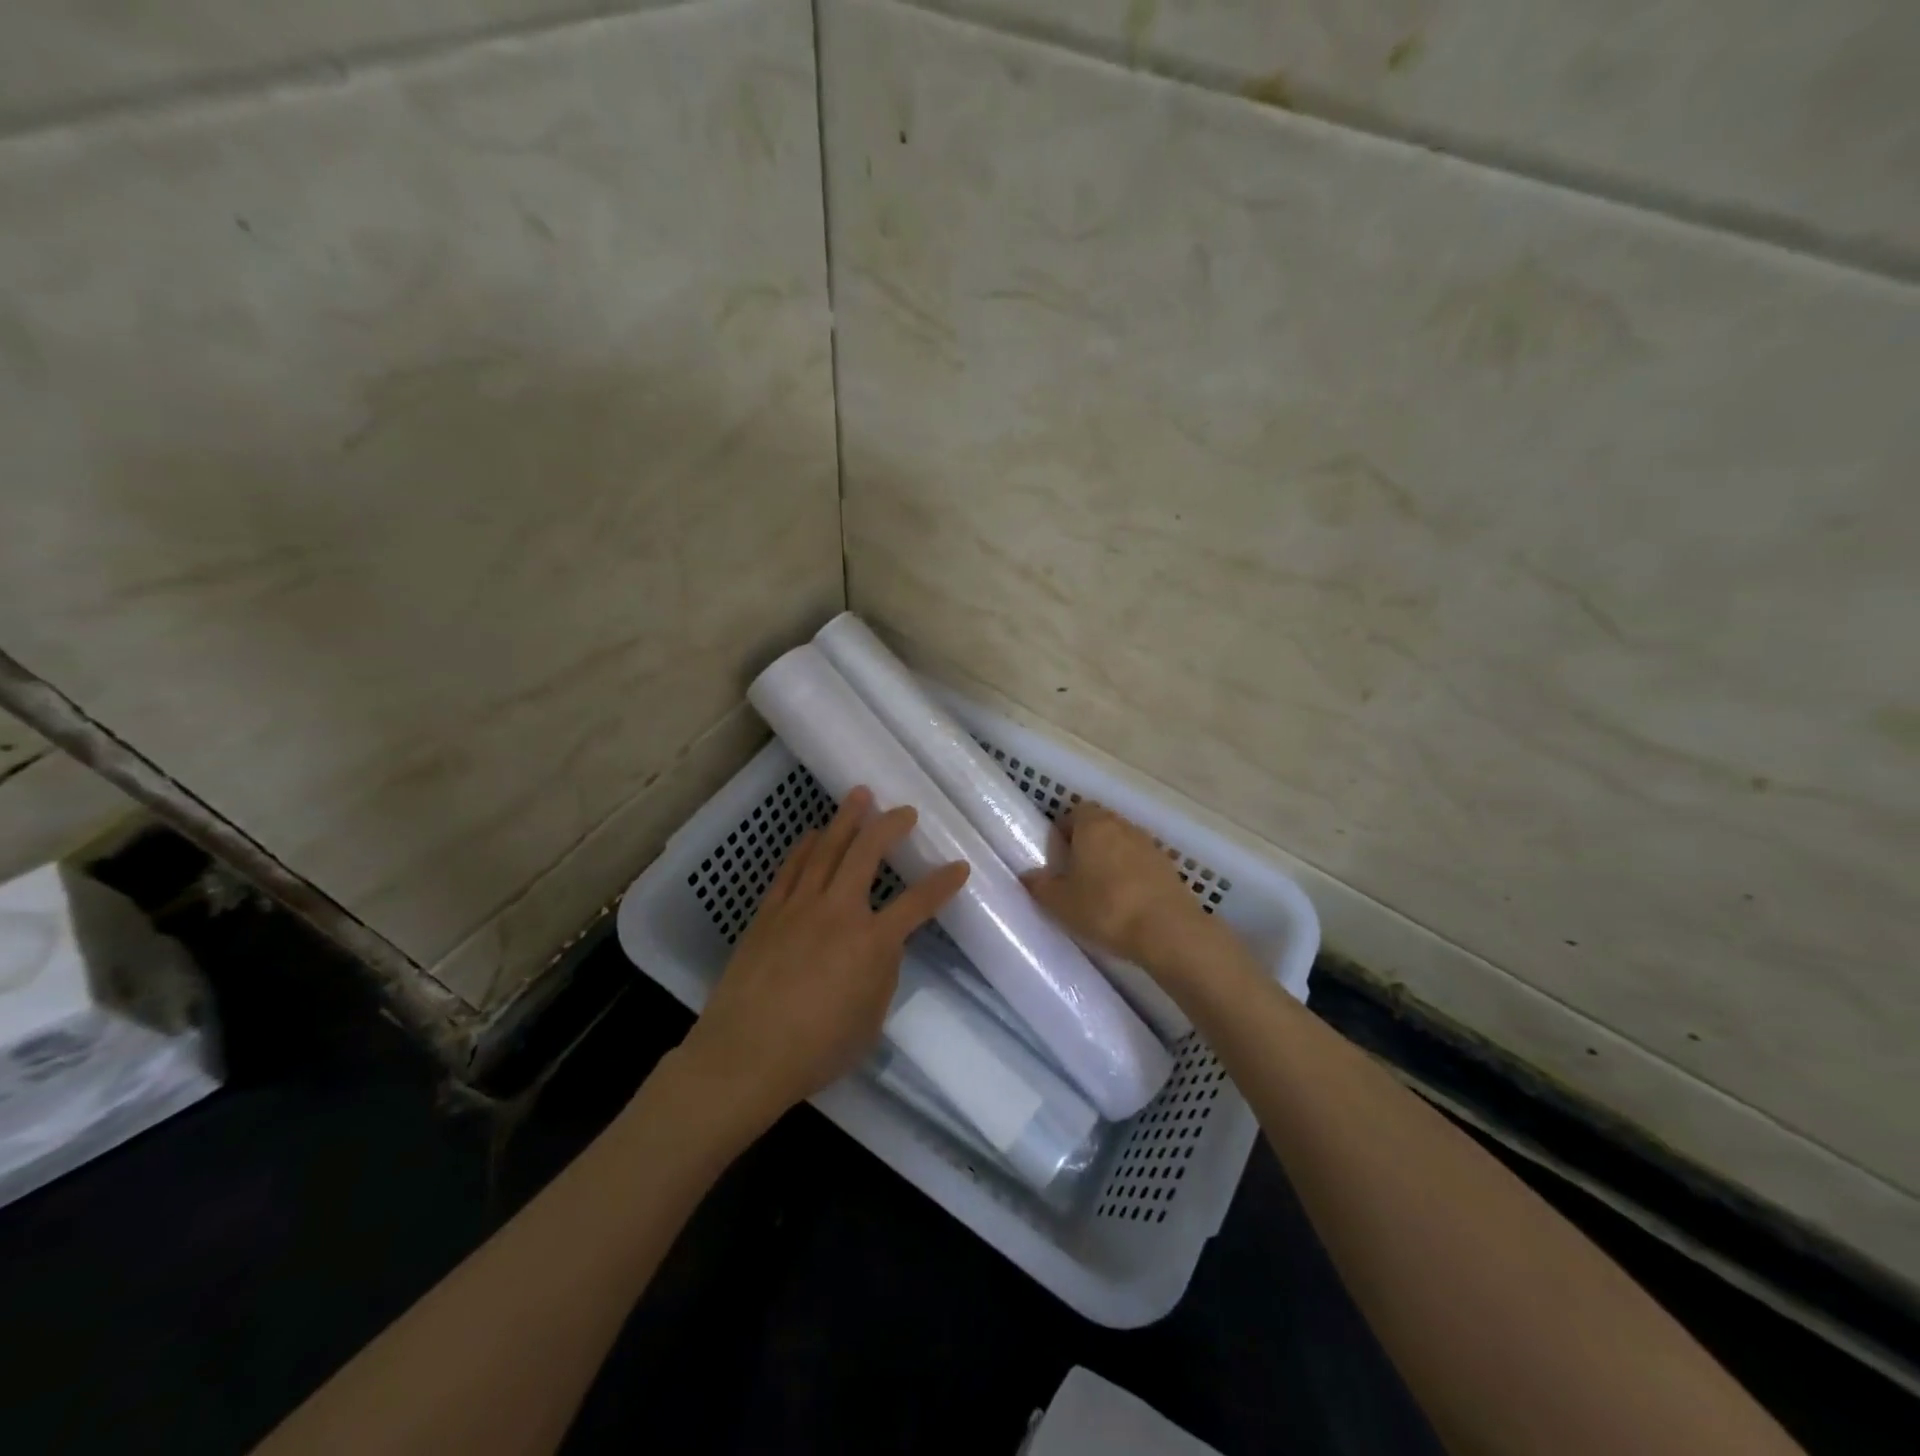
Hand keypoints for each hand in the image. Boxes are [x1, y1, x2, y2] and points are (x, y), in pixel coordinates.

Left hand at [681, 786, 970, 1120]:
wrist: (746, 1055)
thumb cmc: (817, 1049)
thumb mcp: (871, 1018)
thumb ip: (882, 973)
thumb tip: (881, 945)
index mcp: (872, 942)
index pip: (918, 903)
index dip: (942, 883)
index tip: (960, 866)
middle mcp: (839, 911)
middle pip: (867, 853)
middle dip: (890, 826)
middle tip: (904, 811)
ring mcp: (800, 907)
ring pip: (827, 849)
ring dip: (846, 819)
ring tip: (859, 794)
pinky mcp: (769, 913)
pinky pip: (791, 868)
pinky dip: (806, 847)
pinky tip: (814, 834)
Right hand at [1024, 801, 1210, 971]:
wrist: (1167, 931)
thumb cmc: (1105, 909)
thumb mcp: (1060, 903)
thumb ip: (1040, 886)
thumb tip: (1028, 875)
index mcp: (1093, 825)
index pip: (1074, 812)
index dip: (1064, 832)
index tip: (1057, 857)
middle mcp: (1122, 826)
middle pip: (1100, 825)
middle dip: (1087, 844)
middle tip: (1075, 875)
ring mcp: (1150, 845)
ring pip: (1122, 843)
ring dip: (1111, 860)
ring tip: (1101, 891)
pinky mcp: (1169, 867)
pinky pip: (1142, 863)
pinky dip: (1132, 875)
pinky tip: (1127, 902)